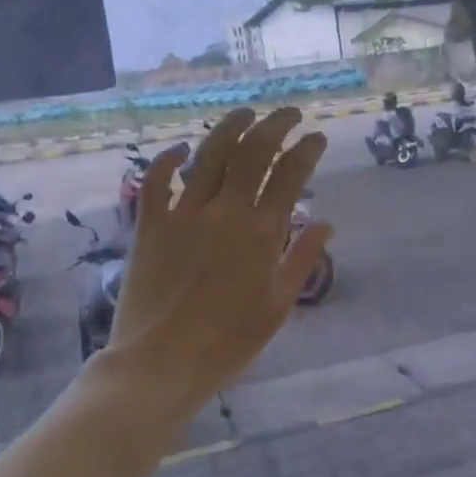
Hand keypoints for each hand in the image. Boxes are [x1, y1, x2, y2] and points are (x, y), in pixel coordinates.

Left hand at [96, 107, 332, 422]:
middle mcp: (224, 212)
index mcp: (261, 233)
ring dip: (230, 128)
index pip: (290, 176)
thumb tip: (325, 222)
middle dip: (275, 125)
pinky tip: (181, 148)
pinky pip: (156, 181)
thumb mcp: (278, 305)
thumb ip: (301, 259)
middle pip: (252, 153)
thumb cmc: (229, 342)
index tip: (317, 137)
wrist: (162, 362)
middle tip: (289, 114)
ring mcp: (183, 214)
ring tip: (246, 113)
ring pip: (209, 155)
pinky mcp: (149, 225)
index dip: (306, 150)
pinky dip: (168, 159)